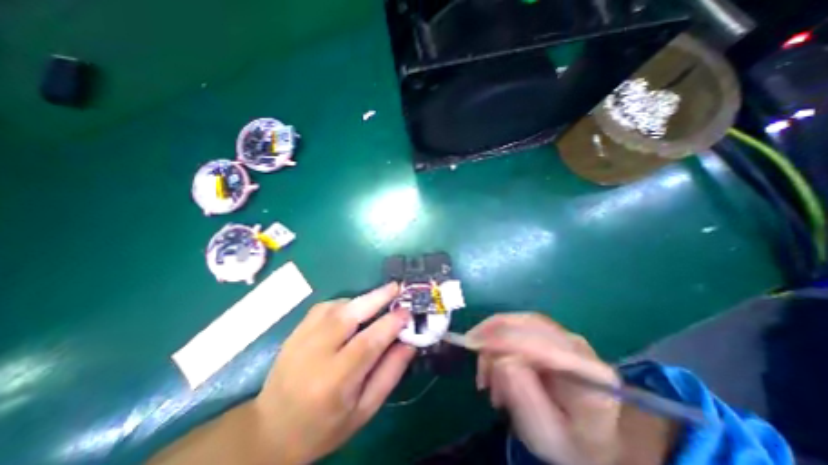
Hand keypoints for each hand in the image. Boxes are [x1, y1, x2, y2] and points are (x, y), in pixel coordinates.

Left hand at [255, 281, 412, 463]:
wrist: (270, 430)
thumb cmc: (325, 426)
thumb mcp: (364, 409)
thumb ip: (390, 373)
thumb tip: (409, 342)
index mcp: (334, 382)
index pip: (368, 343)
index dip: (391, 323)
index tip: (407, 312)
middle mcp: (315, 354)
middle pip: (349, 315)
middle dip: (377, 297)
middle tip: (397, 287)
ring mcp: (301, 338)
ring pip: (337, 306)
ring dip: (362, 299)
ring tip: (380, 299)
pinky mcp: (296, 330)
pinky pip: (325, 306)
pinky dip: (345, 302)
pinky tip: (354, 309)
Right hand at [469, 313, 674, 464]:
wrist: (589, 437)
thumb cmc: (569, 442)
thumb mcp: (545, 434)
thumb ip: (524, 397)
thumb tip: (502, 359)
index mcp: (590, 373)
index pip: (542, 346)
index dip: (504, 340)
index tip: (473, 344)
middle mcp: (577, 345)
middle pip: (527, 326)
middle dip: (494, 340)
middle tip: (477, 366)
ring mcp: (563, 335)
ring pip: (519, 321)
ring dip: (493, 337)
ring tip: (485, 369)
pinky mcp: (549, 332)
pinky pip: (517, 324)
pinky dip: (497, 335)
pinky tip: (491, 355)